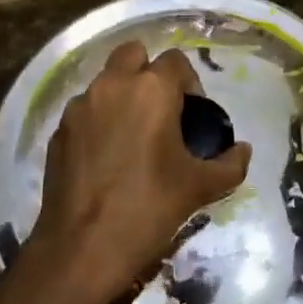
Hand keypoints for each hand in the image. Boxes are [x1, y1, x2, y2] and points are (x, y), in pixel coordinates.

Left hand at [29, 41, 252, 302]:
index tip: (192, 114)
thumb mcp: (200, 188)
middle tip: (162, 111)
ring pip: (106, 81)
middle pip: (134, 54)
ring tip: (134, 136)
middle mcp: (112, 85)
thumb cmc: (148, 209)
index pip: (176, 60)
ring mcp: (80, 107)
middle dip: (149, 73)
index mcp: (151, 89)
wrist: (82, 249)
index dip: (189, 82)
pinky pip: (85, 111)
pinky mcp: (59, 131)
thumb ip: (230, 164)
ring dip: (122, 95)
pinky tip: (107, 158)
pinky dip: (99, 120)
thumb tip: (243, 150)